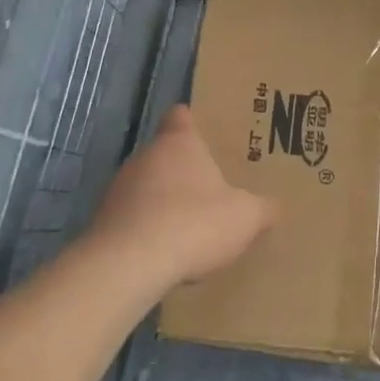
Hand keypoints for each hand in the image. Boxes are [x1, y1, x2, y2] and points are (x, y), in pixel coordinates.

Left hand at [81, 105, 278, 296]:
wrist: (129, 264)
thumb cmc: (193, 223)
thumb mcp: (245, 217)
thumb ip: (263, 208)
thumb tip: (276, 206)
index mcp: (178, 144)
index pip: (180, 116)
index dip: (192, 122)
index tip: (205, 132)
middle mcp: (144, 157)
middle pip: (164, 154)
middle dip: (184, 170)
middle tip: (210, 187)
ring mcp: (118, 189)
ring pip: (146, 187)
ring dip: (163, 202)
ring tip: (188, 225)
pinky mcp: (103, 222)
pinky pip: (131, 218)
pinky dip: (147, 229)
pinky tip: (165, 252)